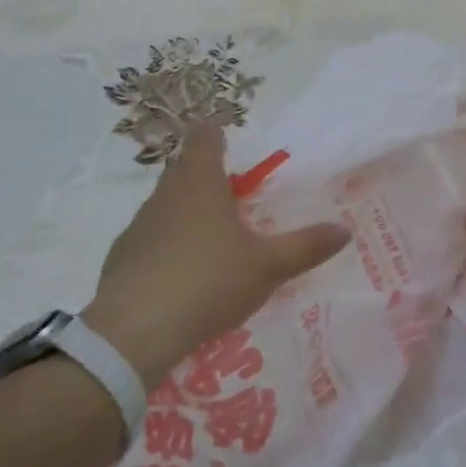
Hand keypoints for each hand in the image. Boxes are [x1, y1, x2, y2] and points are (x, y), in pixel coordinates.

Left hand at [82, 125, 350, 389]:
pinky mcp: (121, 258)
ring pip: (166, 205)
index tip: (230, 143)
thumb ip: (306, 246)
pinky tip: (182, 277)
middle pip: (185, 169)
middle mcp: (165, 193)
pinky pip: (150, 240)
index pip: (204, 137)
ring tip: (213, 243)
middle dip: (208, 178)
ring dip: (187, 214)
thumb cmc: (209, 281)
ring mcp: (139, 225)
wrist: (134, 332)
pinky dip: (167, 248)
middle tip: (236, 200)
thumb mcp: (267, 266)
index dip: (217, 134)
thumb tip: (345, 230)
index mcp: (200, 181)